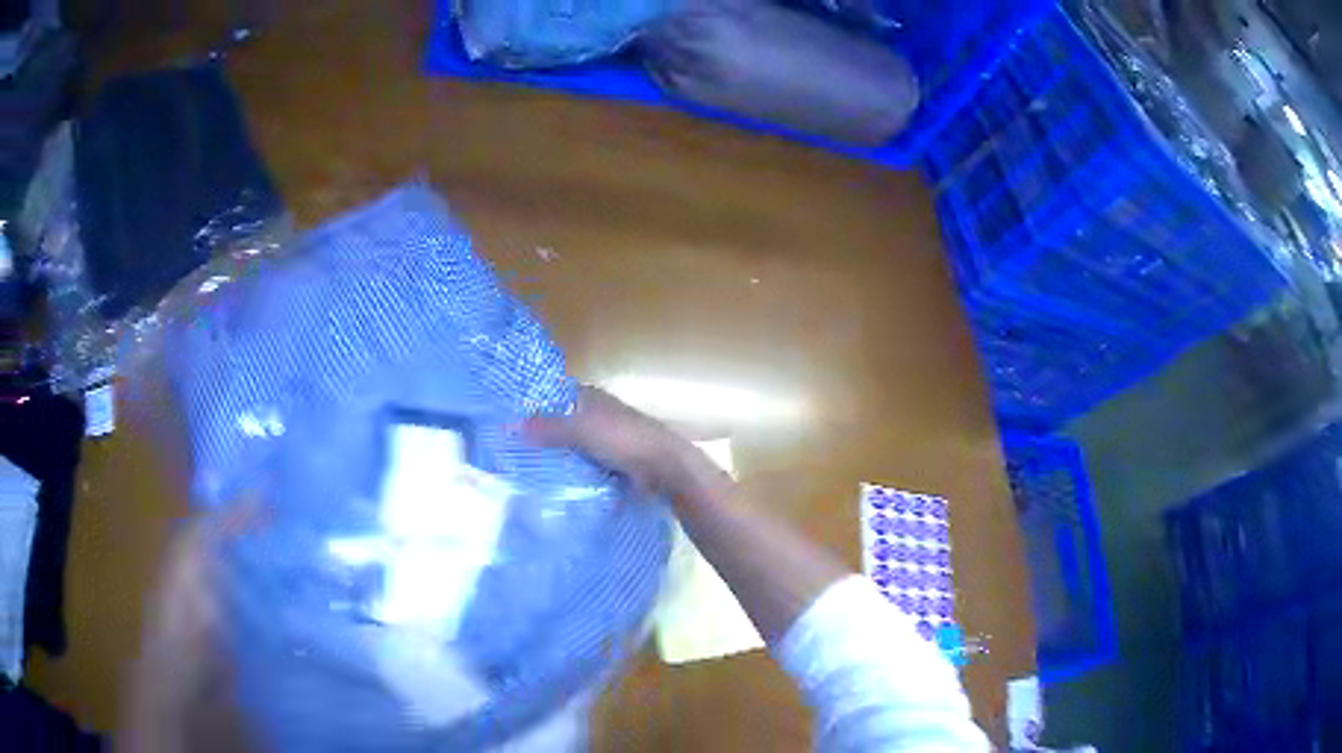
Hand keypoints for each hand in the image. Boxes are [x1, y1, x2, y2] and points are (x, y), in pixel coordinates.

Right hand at [523, 386, 696, 496]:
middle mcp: (596, 414)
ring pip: (570, 446)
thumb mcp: (581, 430)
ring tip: (520, 469)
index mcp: (589, 397)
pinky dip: (568, 472)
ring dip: (553, 456)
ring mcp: (604, 439)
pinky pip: (581, 465)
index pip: (552, 395)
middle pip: (559, 422)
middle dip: (539, 434)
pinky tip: (548, 484)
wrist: (664, 466)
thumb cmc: (623, 439)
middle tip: (506, 449)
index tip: (504, 418)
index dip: (531, 404)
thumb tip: (508, 425)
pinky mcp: (610, 462)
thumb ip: (547, 427)